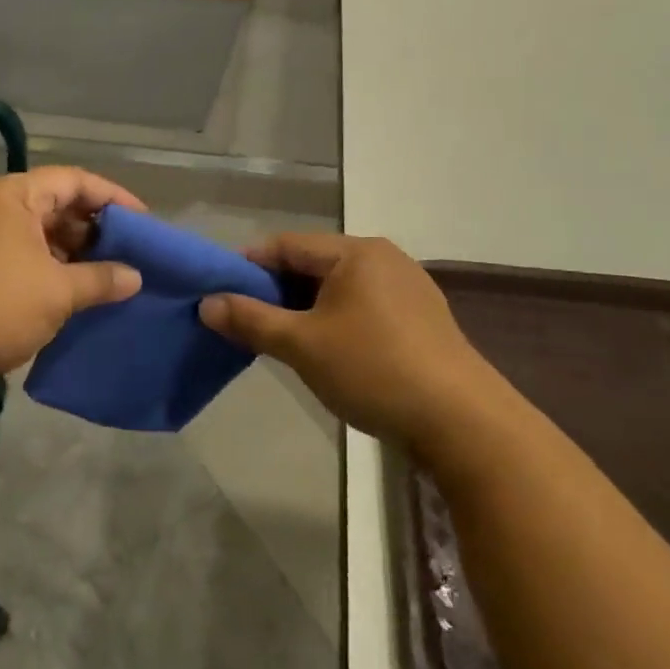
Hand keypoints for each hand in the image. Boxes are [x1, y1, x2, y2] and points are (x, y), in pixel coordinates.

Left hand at [0, 168, 144, 392]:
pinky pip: (16, 253)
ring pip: (33, 231)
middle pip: (52, 203)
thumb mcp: (58, 292)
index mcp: (10, 195)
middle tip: (126, 251)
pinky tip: (70, 289)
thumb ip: (101, 279)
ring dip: (69, 250)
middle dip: (91, 227)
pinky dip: (45, 266)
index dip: (112, 197)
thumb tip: (135, 277)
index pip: (72, 180)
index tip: (143, 220)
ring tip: (104, 274)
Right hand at [199, 234, 517, 462]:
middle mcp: (383, 259)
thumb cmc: (374, 370)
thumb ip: (250, 320)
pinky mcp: (420, 320)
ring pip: (336, 288)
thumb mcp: (301, 345)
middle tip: (241, 319)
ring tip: (275, 337)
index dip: (246, 264)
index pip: (285, 244)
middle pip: (311, 264)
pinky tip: (322, 350)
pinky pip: (361, 306)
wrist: (463, 423)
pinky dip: (332, 320)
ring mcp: (407, 289)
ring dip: (301, 308)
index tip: (216, 290)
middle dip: (273, 289)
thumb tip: (206, 303)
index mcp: (355, 253)